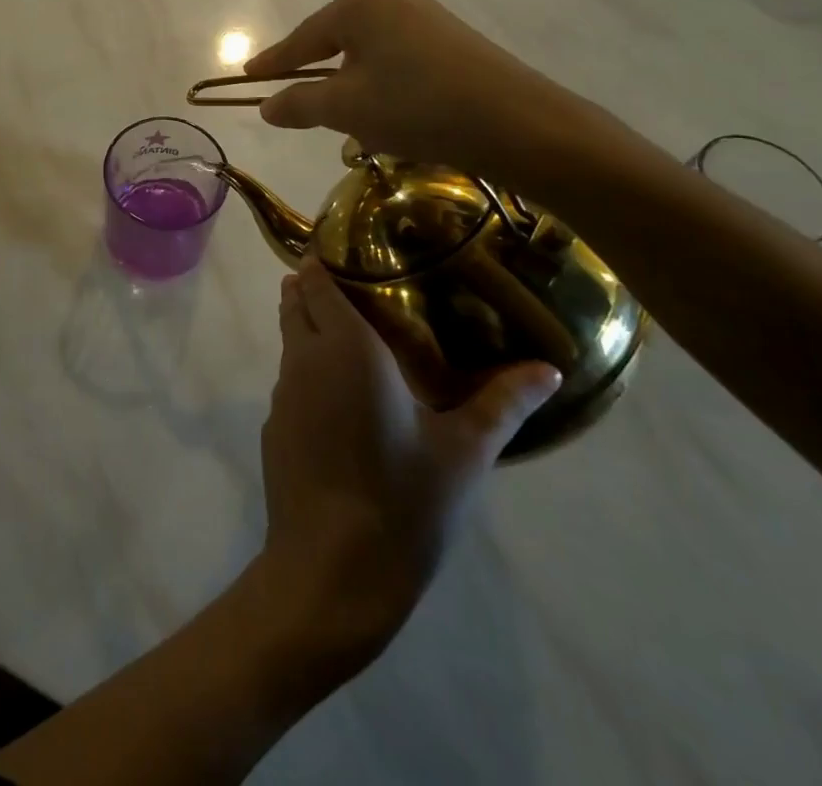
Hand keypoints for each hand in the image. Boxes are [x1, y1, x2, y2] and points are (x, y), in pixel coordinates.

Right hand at [244, 0, 596, 182]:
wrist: (518, 123)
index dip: (273, 62)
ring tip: (346, 118)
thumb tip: (266, 106)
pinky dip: (383, 84)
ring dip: (352, 83)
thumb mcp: (345, 109)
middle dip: (315, 74)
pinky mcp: (454, 39)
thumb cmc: (415, 106)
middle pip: (335, 39)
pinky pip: (399, 59)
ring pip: (369, 51)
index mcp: (358, 4)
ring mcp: (427, 16)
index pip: (302, 38)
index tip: (247, 76)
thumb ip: (298, 104)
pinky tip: (391, 113)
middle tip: (294, 103)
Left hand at [259, 258, 560, 666]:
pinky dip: (308, 369)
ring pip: (289, 339)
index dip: (324, 260)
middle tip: (357, 286)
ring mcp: (281, 393)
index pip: (317, 281)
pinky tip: (340, 398)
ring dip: (310, 326)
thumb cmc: (403, 501)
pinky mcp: (273, 426)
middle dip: (314, 286)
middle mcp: (304, 358)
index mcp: (345, 347)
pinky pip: (290, 379)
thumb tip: (548, 368)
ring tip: (353, 334)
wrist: (331, 572)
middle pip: (295, 301)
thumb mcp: (464, 452)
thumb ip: (503, 403)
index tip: (347, 249)